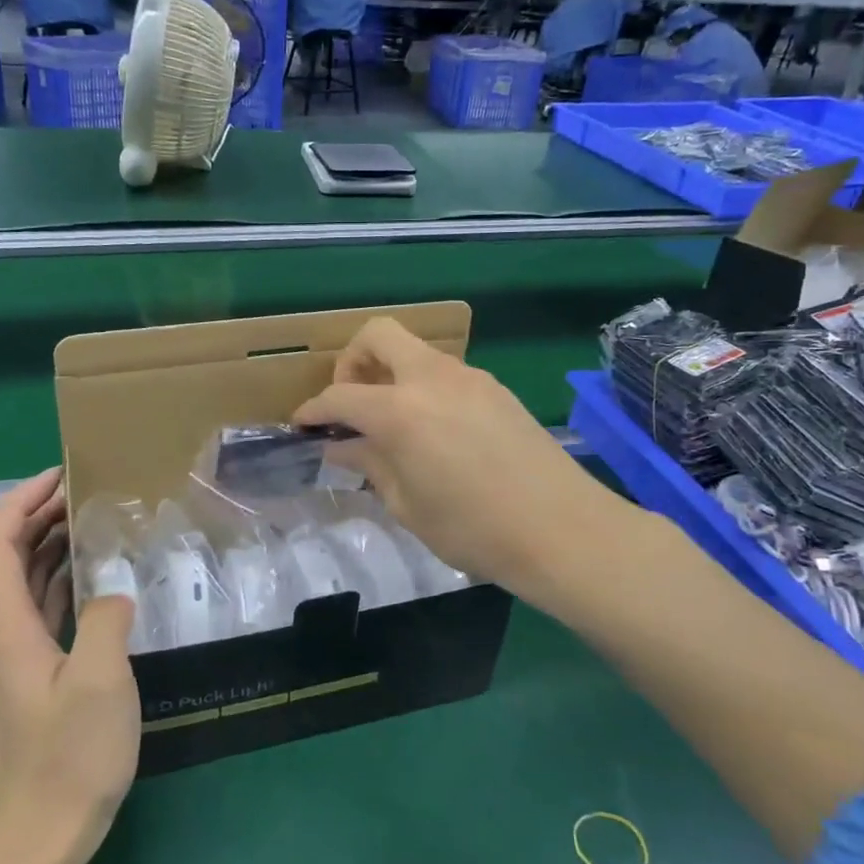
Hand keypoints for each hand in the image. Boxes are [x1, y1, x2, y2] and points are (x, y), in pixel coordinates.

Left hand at [0, 468, 138, 863]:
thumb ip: (107, 618)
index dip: (22, 500)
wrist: (36, 838)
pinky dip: (61, 582)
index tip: (62, 474)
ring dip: (52, 546)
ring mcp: (8, 656)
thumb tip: (111, 591)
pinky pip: (39, 610)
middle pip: (6, 555)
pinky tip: (96, 579)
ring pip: (24, 582)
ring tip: (96, 523)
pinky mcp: (26, 675)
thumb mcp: (101, 680)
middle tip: (89, 492)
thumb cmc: (68, 757)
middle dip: (41, 515)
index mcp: (3, 624)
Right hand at [293, 318, 606, 597]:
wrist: (561, 528)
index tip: (302, 425)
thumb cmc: (474, 529)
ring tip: (392, 423)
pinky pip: (445, 372)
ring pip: (415, 351)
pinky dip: (423, 387)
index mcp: (400, 411)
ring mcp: (469, 377)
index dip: (313, 409)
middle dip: (352, 360)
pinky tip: (434, 430)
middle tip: (351, 403)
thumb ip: (370, 465)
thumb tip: (342, 446)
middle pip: (378, 334)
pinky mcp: (495, 387)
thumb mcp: (407, 505)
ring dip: (391, 373)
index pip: (340, 395)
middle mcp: (432, 379)